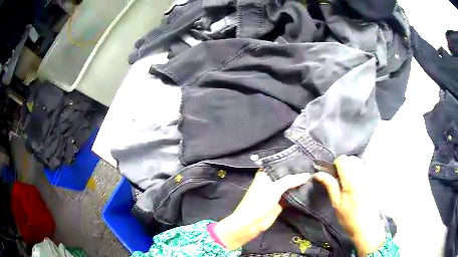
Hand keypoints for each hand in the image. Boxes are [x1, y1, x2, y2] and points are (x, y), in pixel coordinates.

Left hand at [214, 171, 310, 249]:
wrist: (251, 223)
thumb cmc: (260, 201)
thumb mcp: (275, 188)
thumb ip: (291, 181)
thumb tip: (307, 175)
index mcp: (265, 174)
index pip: (280, 165)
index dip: (291, 162)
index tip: (305, 159)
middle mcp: (271, 182)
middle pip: (286, 176)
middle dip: (297, 174)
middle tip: (313, 167)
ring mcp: (276, 193)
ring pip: (289, 186)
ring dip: (299, 184)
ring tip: (314, 176)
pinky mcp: (280, 203)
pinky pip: (291, 196)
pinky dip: (298, 194)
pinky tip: (310, 189)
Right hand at [314, 155, 385, 255]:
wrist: (368, 226)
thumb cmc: (349, 218)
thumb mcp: (337, 204)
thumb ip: (330, 185)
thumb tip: (318, 173)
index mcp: (352, 181)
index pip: (343, 160)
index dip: (336, 165)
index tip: (334, 176)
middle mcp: (363, 175)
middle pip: (352, 159)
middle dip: (345, 166)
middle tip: (342, 181)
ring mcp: (371, 176)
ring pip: (360, 163)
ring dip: (353, 169)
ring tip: (351, 184)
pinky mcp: (376, 180)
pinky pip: (367, 169)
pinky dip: (361, 173)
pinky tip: (360, 186)